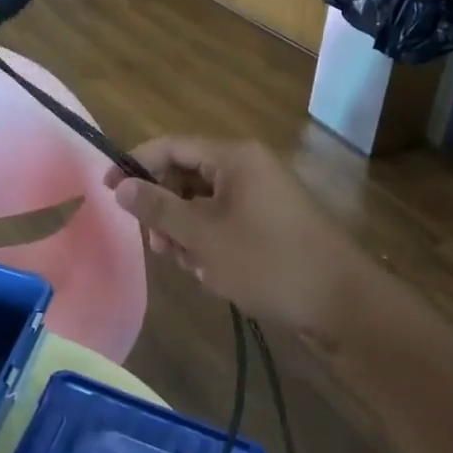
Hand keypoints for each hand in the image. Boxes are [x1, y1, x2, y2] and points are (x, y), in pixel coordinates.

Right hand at [104, 138, 365, 332]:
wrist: (344, 305)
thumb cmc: (268, 262)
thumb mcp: (203, 236)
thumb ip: (158, 208)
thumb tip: (121, 186)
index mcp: (233, 156)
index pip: (171, 146)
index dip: (135, 165)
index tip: (108, 192)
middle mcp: (247, 167)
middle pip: (186, 174)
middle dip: (164, 209)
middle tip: (155, 246)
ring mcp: (261, 195)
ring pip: (203, 202)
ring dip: (185, 231)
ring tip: (187, 265)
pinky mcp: (270, 222)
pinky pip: (225, 221)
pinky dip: (210, 242)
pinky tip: (211, 272)